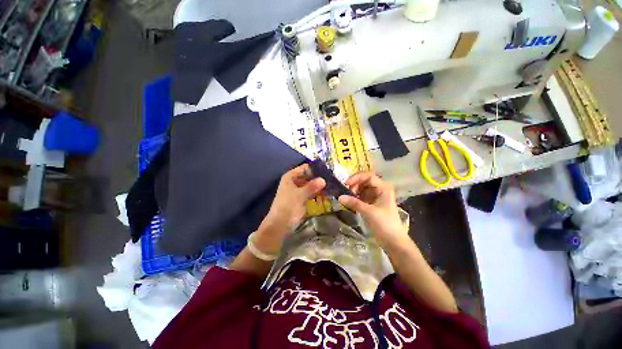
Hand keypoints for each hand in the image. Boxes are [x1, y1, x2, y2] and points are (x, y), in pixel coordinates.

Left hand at [255, 164, 325, 252]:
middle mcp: (294, 181)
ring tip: (331, 186)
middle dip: (318, 178)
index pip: (304, 168)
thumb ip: (311, 186)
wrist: (280, 224)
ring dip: (319, 186)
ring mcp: (298, 190)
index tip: (327, 170)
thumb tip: (323, 180)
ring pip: (310, 185)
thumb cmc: (288, 206)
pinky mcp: (301, 198)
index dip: (314, 168)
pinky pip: (311, 193)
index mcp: (290, 177)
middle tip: (331, 179)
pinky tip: (326, 194)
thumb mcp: (300, 195)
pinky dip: (317, 193)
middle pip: (308, 176)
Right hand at [338, 172, 406, 248]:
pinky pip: (361, 196)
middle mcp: (379, 189)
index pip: (368, 176)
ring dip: (353, 191)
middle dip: (354, 185)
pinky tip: (350, 201)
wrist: (393, 241)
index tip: (345, 184)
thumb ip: (354, 203)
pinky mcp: (371, 203)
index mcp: (383, 187)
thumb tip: (339, 197)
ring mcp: (375, 196)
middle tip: (346, 192)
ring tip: (347, 198)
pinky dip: (355, 197)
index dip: (356, 178)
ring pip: (361, 188)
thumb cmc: (385, 224)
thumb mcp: (369, 212)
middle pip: (364, 181)